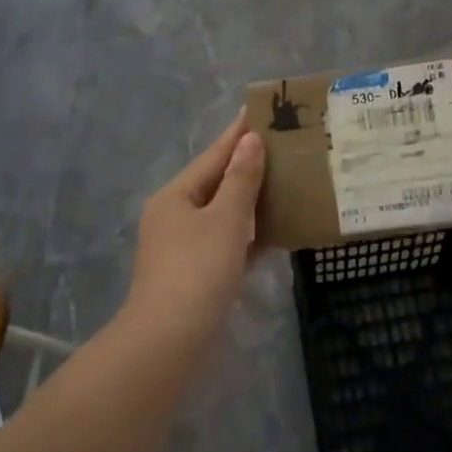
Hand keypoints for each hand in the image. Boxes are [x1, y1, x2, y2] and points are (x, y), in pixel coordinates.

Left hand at [127, 112, 266, 340]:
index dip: (238, 134)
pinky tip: (270, 232)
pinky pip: (223, 241)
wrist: (169, 340)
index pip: (213, 156)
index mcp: (175, 196)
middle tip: (280, 147)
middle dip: (246, 167)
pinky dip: (245, 233)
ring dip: (248, 201)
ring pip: (220, 214)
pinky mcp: (192, 273)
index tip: (258, 112)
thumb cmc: (198, 270)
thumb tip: (250, 141)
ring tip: (282, 183)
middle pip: (214, 183)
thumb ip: (240, 179)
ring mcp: (180, 246)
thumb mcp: (225, 219)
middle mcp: (173, 216)